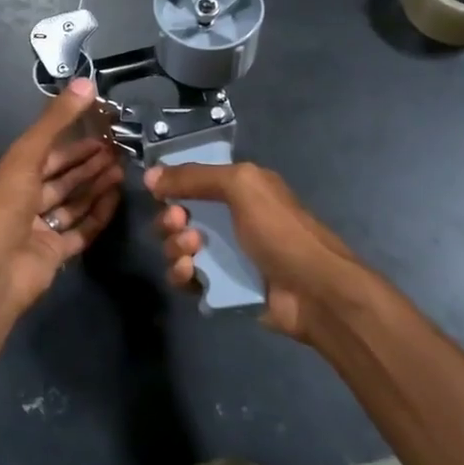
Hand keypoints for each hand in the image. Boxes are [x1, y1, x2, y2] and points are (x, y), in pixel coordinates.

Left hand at [0, 79, 122, 321]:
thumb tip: (85, 82)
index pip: (40, 156)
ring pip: (70, 204)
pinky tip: (116, 199)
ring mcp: (35, 232)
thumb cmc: (3, 208)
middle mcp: (16, 205)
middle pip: (58, 180)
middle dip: (86, 165)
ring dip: (94, 187)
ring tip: (122, 170)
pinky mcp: (52, 256)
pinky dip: (97, 215)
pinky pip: (79, 231)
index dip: (70, 144)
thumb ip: (55, 121)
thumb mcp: (25, 155)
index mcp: (2, 181)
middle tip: (117, 151)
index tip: (98, 134)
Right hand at [143, 161, 370, 342]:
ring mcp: (224, 254)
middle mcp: (229, 219)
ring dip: (174, 247)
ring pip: (178, 247)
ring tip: (192, 251)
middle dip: (169, 219)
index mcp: (238, 190)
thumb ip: (195, 177)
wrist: (312, 290)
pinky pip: (186, 278)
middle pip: (179, 216)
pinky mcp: (220, 286)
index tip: (158, 192)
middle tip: (179, 224)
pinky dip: (181, 275)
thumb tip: (151, 174)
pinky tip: (190, 274)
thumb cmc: (280, 231)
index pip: (192, 181)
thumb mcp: (242, 186)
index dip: (172, 186)